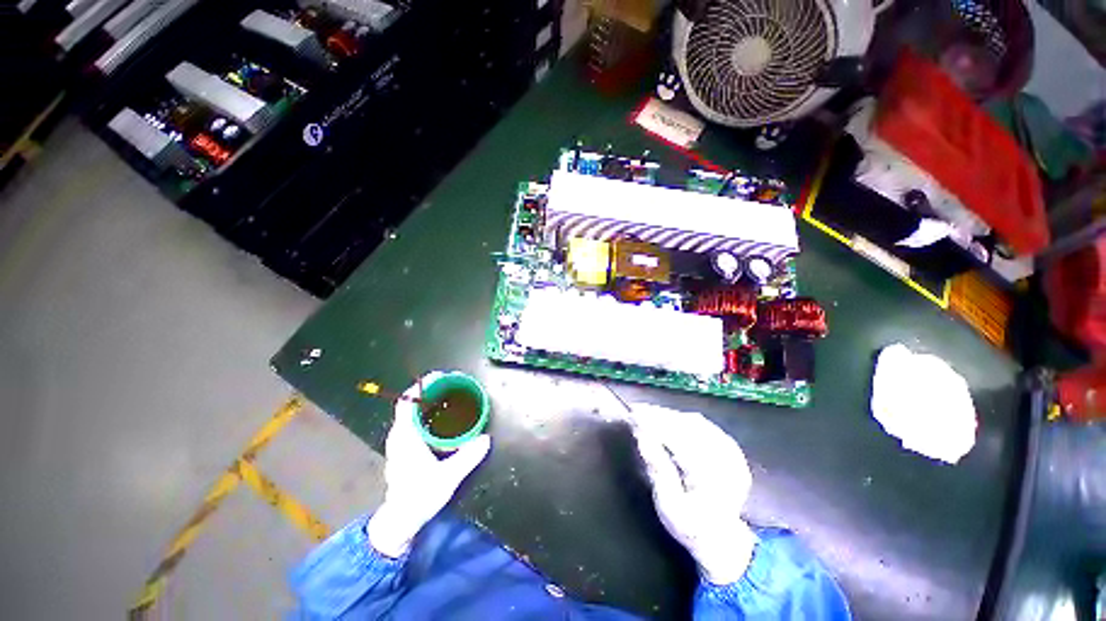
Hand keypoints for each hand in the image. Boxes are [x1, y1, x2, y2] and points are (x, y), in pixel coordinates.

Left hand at [367, 373, 491, 557]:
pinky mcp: (404, 448)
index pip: (407, 402)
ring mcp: (400, 441)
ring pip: (412, 412)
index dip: (422, 386)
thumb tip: (485, 439)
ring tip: (450, 396)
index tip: (441, 376)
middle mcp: (399, 435)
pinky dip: (427, 413)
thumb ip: (467, 458)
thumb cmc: (419, 497)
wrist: (400, 520)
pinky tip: (443, 418)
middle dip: (430, 390)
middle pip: (411, 403)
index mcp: (406, 436)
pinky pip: (414, 421)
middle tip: (453, 385)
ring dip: (429, 401)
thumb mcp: (447, 478)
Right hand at [631, 404, 756, 584]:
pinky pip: (704, 426)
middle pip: (688, 427)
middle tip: (637, 411)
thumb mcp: (669, 507)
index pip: (678, 438)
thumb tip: (643, 437)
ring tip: (648, 413)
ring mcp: (732, 454)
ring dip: (671, 416)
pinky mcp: (731, 450)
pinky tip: (669, 419)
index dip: (655, 424)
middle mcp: (726, 461)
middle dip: (660, 416)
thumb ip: (658, 469)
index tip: (634, 415)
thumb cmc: (691, 527)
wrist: (723, 541)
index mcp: (711, 476)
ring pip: (696, 423)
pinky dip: (683, 420)